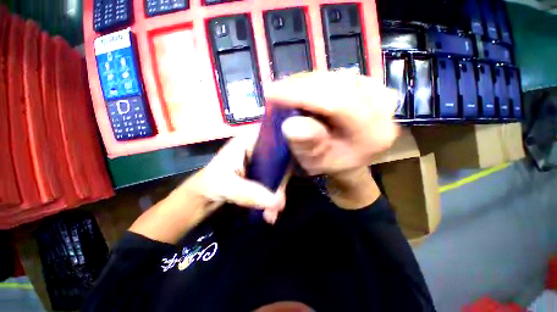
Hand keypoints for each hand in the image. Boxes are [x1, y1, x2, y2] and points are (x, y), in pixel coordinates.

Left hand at [184, 130, 285, 223]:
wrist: (203, 198)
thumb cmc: (210, 184)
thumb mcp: (227, 186)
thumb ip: (251, 192)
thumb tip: (278, 202)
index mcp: (248, 141)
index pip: (273, 136)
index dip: (286, 145)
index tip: (295, 161)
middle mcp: (257, 148)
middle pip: (280, 156)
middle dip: (281, 180)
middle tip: (279, 201)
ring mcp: (261, 161)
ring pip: (279, 170)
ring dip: (278, 191)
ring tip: (273, 212)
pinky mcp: (261, 174)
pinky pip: (274, 180)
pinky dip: (275, 194)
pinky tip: (272, 211)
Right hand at [264, 71, 399, 175]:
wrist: (348, 159)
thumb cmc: (330, 164)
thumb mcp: (315, 161)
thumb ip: (306, 144)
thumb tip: (290, 125)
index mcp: (372, 133)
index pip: (337, 104)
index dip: (301, 95)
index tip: (271, 93)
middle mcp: (383, 107)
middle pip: (337, 85)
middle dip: (300, 86)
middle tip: (276, 90)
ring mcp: (378, 92)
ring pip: (335, 76)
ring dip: (306, 82)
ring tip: (286, 91)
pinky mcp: (369, 85)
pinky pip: (337, 76)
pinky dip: (315, 81)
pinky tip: (301, 88)